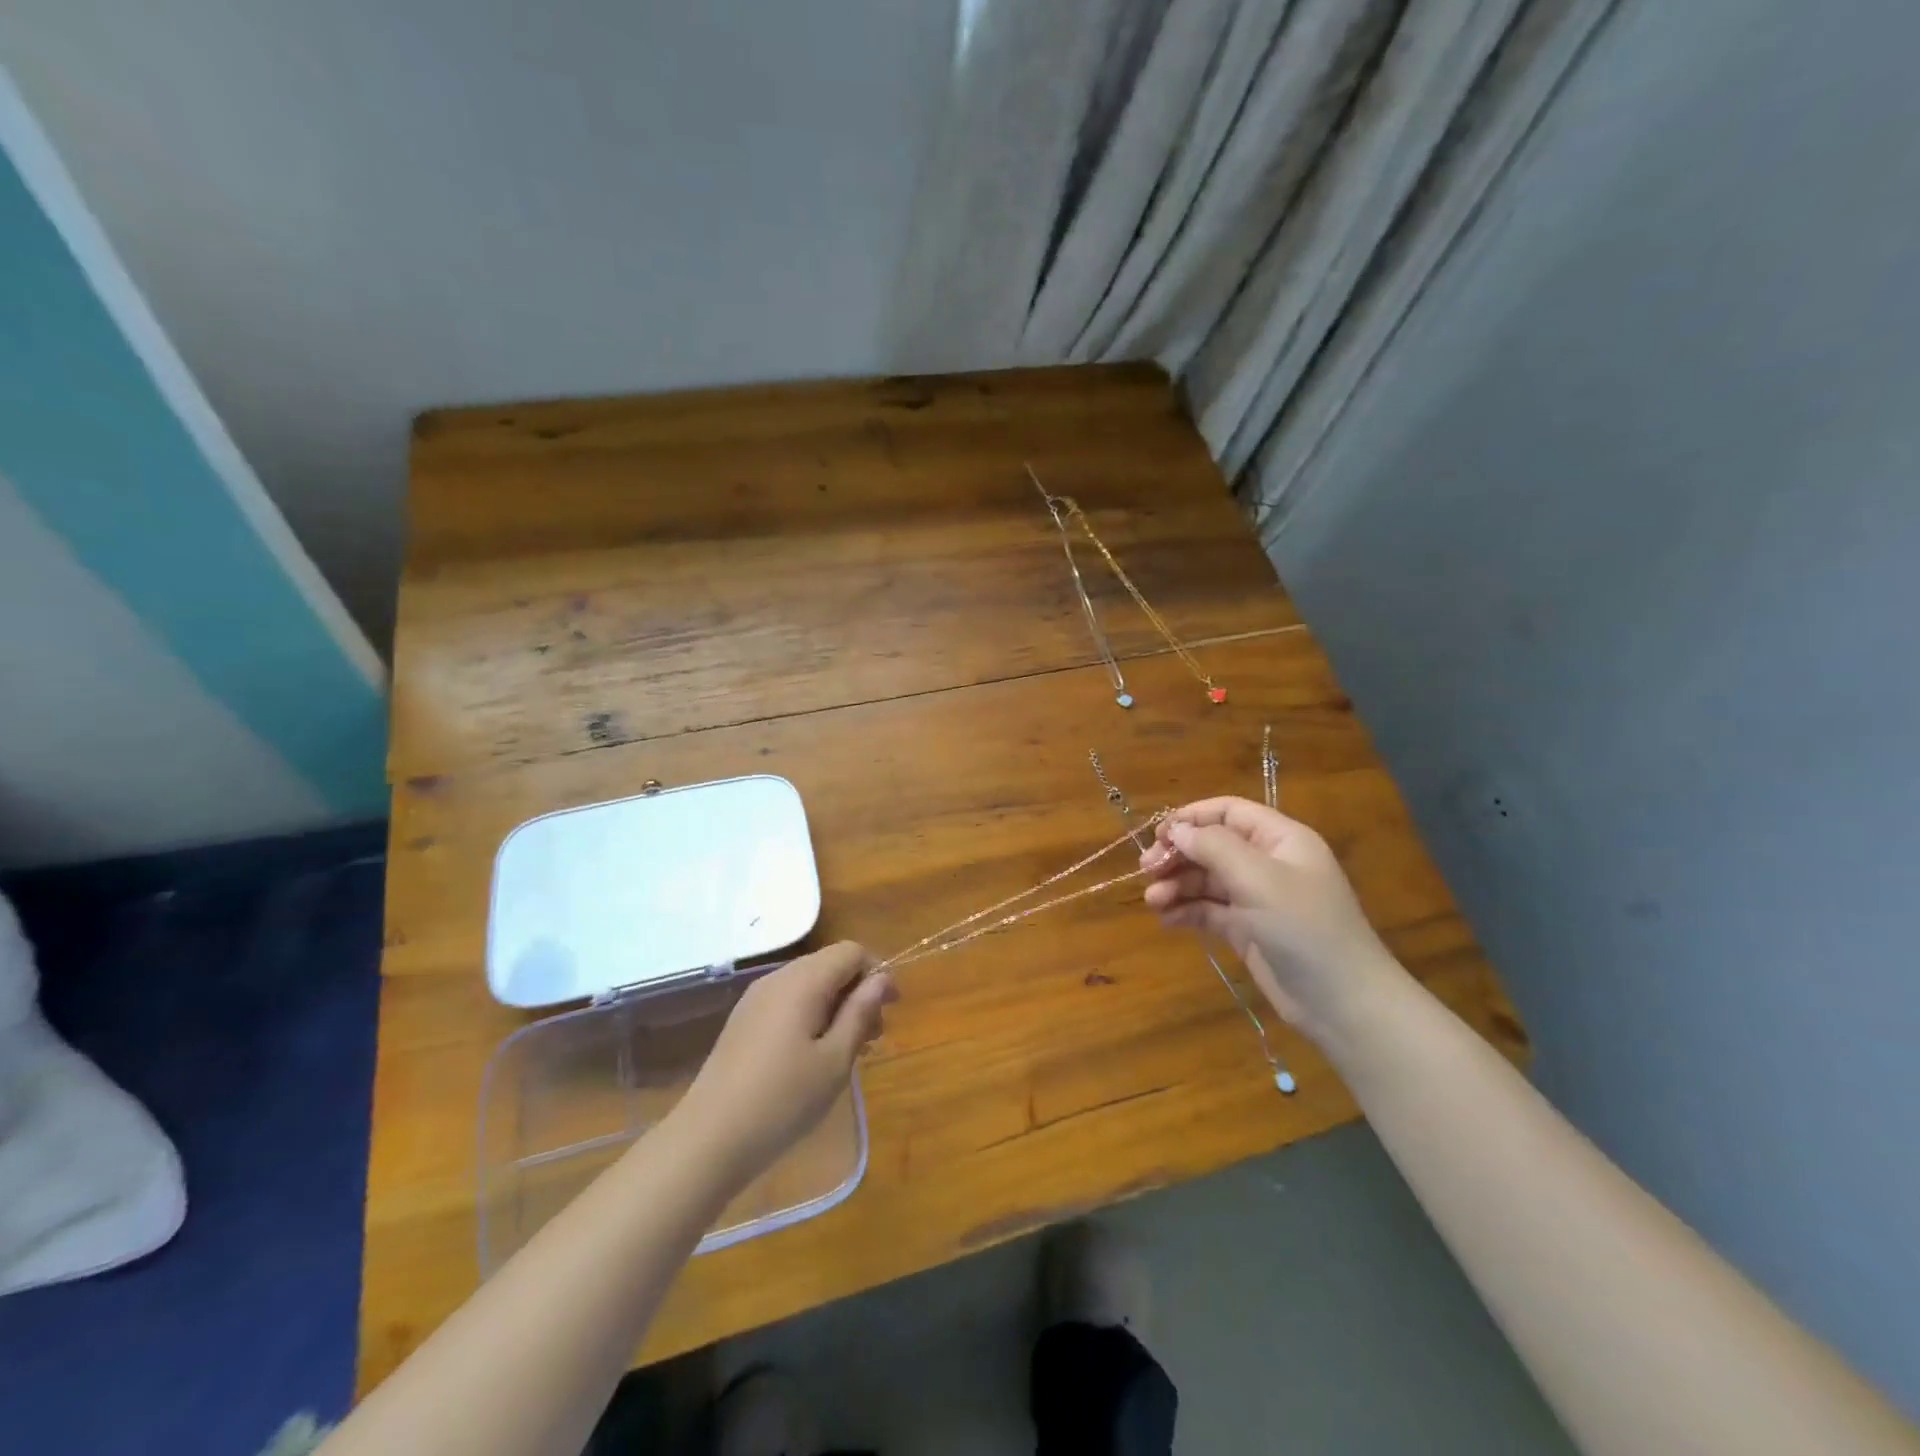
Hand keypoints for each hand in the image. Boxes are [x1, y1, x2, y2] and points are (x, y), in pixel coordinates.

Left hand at [674, 941, 895, 1185]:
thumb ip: (860, 1013)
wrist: (708, 1140)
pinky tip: (813, 1056)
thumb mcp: (835, 1060)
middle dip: (858, 991)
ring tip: (847, 1051)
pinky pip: (788, 1002)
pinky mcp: (744, 1021)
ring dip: (836, 1006)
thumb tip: (881, 978)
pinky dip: (811, 1016)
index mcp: (803, 981)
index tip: (891, 1008)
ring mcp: (756, 999)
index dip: (877, 972)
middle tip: (873, 1037)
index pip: (851, 951)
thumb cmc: (783, 1100)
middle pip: (829, 965)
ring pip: (809, 984)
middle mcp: (778, 979)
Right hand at [1141, 797, 1405, 1043]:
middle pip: (1212, 845)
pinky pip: (1209, 910)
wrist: (1342, 1003)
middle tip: (1147, 870)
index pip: (1228, 812)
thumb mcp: (1258, 878)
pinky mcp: (1248, 930)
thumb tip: (1177, 830)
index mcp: (1280, 839)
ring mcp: (1257, 898)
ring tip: (1152, 901)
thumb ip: (1214, 847)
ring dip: (1177, 885)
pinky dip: (1186, 910)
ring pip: (1206, 879)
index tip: (1158, 835)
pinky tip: (1166, 919)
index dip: (1191, 818)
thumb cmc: (1304, 927)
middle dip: (1178, 854)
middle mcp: (1268, 863)